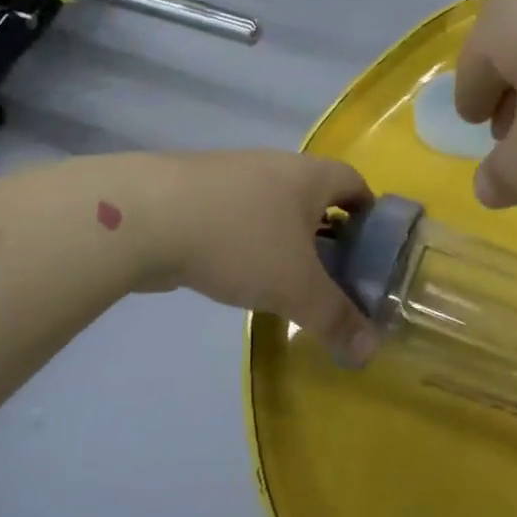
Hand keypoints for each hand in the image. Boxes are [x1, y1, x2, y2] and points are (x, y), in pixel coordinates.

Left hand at [132, 150, 378, 361]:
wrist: (144, 218)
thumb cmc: (240, 240)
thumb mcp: (296, 287)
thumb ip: (335, 318)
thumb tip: (370, 350)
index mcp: (308, 175)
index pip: (355, 183)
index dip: (370, 214)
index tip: (372, 251)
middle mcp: (274, 166)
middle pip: (314, 196)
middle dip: (328, 233)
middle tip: (334, 275)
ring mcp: (231, 177)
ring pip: (273, 208)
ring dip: (285, 240)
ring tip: (288, 281)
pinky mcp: (194, 195)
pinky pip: (237, 217)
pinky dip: (248, 243)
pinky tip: (240, 274)